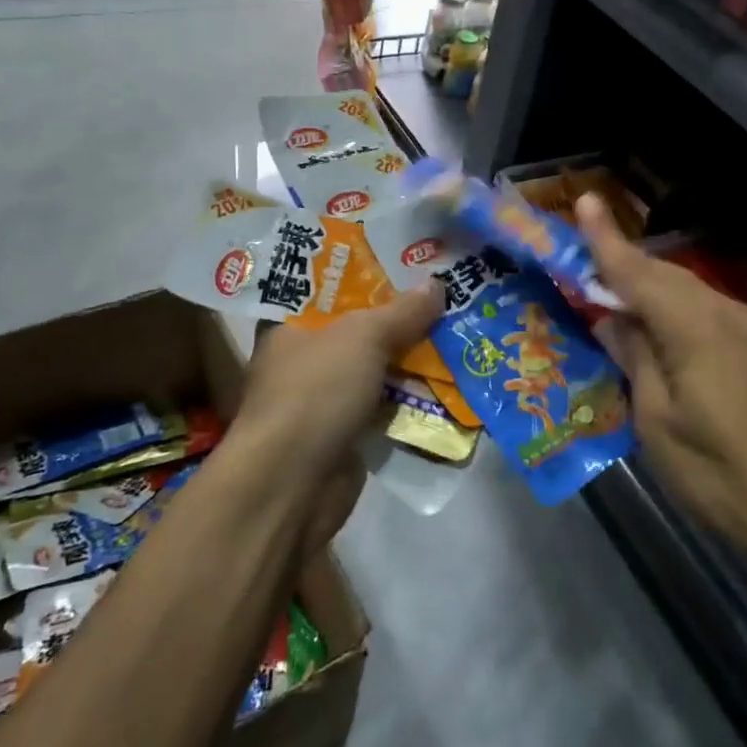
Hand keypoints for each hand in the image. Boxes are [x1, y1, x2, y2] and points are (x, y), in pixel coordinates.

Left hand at [232, 282, 444, 480]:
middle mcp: (303, 359)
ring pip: (375, 368)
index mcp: (289, 325)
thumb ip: (402, 311)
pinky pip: (384, 406)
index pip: (327, 289)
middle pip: (358, 329)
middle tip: (444, 294)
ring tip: (457, 331)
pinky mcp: (345, 433)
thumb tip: (437, 284)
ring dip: (411, 358)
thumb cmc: (315, 391)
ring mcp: (324, 399)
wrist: (292, 483)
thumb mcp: (363, 336)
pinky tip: (448, 381)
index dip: (365, 275)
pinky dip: (410, 397)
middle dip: (400, 317)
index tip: (405, 263)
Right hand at [577, 195, 746, 577]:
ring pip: (698, 298)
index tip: (585, 200)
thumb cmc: (723, 477)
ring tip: (628, 309)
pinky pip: (721, 321)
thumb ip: (636, 360)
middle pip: (670, 280)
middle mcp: (733, 316)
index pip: (639, 273)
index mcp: (697, 329)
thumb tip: (613, 319)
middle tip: (591, 267)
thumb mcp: (659, 425)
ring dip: (659, 295)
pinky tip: (680, 346)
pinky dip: (689, 319)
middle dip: (629, 268)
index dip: (607, 239)